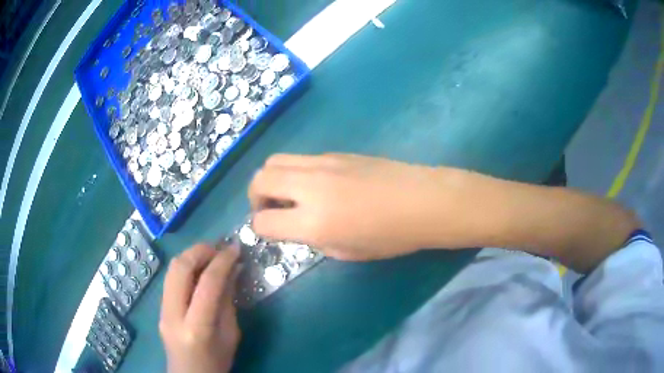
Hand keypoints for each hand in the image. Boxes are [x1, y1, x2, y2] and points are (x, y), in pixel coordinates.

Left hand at [160, 244, 240, 372]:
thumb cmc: (217, 363)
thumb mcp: (230, 335)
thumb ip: (228, 302)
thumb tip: (232, 270)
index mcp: (196, 328)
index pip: (208, 284)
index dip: (223, 261)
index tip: (236, 248)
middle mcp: (173, 315)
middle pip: (180, 268)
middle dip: (201, 251)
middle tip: (220, 248)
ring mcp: (162, 310)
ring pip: (172, 269)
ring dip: (191, 256)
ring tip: (211, 256)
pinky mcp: (160, 308)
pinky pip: (171, 279)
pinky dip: (186, 267)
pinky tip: (200, 271)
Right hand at [249, 153, 460, 260]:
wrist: (423, 201)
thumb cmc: (392, 236)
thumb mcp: (347, 252)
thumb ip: (314, 238)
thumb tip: (298, 225)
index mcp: (314, 221)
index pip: (263, 221)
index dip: (260, 229)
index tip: (270, 231)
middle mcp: (311, 187)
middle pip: (259, 179)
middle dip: (255, 197)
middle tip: (270, 210)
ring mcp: (323, 163)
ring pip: (275, 160)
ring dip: (272, 179)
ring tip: (288, 195)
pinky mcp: (336, 153)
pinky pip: (301, 158)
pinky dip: (294, 172)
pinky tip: (314, 185)